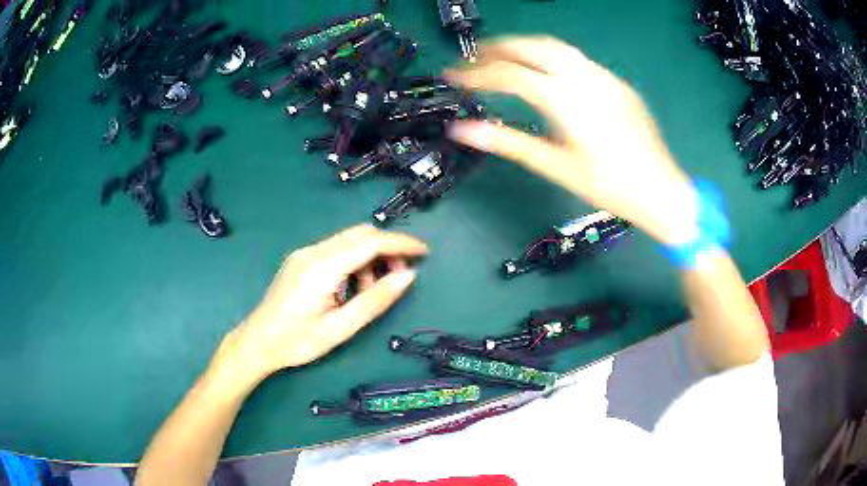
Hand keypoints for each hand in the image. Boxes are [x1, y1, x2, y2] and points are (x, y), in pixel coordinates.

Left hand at [212, 225, 427, 387]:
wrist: (257, 342)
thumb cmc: (297, 341)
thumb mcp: (341, 328)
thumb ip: (375, 300)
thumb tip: (408, 276)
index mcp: (324, 266)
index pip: (371, 242)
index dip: (401, 244)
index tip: (424, 252)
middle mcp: (314, 251)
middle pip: (360, 234)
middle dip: (387, 249)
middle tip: (400, 275)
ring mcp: (305, 254)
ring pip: (348, 241)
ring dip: (369, 257)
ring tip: (372, 290)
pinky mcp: (300, 260)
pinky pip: (335, 250)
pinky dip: (353, 262)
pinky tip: (351, 288)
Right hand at [445, 36, 698, 245]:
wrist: (660, 190)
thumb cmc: (609, 185)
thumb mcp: (554, 166)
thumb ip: (507, 142)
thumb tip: (466, 131)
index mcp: (563, 99)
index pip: (507, 75)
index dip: (474, 74)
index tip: (453, 77)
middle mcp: (583, 78)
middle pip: (529, 46)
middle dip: (495, 48)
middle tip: (473, 59)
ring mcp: (603, 77)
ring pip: (554, 45)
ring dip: (523, 46)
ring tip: (503, 57)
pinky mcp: (616, 83)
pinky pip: (577, 59)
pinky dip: (551, 57)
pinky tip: (546, 71)